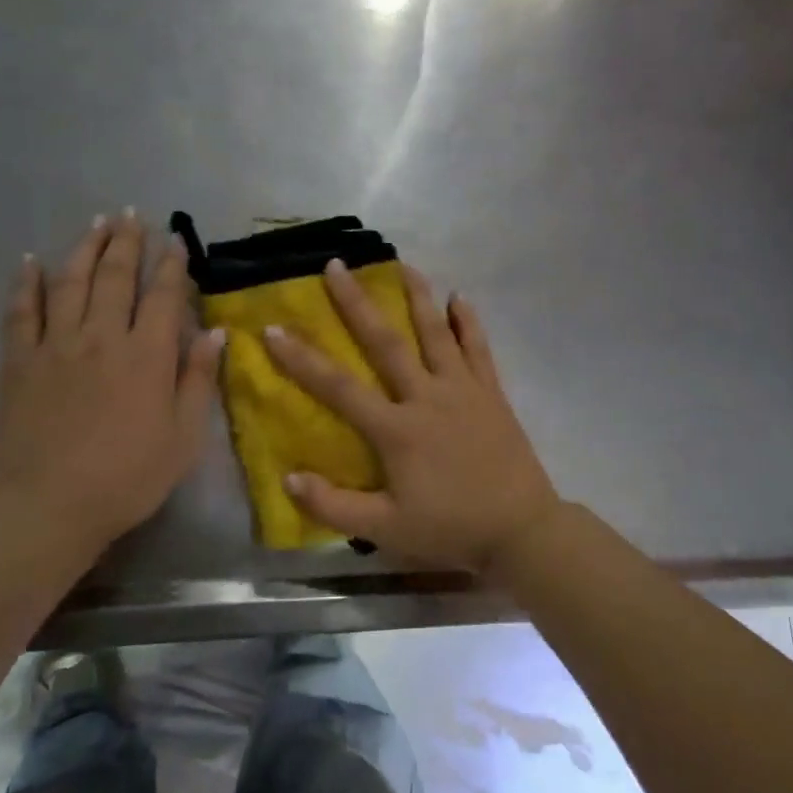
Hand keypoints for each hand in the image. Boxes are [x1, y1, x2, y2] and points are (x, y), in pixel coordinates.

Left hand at [0, 213, 223, 553]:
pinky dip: (26, 284)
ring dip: (85, 248)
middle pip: (115, 277)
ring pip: (70, 282)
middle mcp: (102, 337)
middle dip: (127, 243)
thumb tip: (215, 333)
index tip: (176, 240)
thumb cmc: (128, 477)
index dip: (172, 265)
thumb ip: (197, 380)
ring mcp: (56, 345)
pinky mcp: (19, 362)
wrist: (48, 505)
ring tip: (96, 222)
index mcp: (147, 355)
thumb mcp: (183, 437)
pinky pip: (21, 312)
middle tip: (133, 215)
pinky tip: (30, 262)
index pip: (163, 296)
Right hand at [262, 260, 560, 572]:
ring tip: (402, 263)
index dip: (302, 359)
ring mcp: (463, 390)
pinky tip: (460, 298)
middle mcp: (427, 397)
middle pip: (386, 342)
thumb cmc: (450, 529)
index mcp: (397, 429)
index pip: (338, 387)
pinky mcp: (492, 393)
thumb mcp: (386, 529)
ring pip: (436, 333)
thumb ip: (334, 506)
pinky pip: (479, 349)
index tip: (272, 329)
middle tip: (336, 266)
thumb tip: (288, 478)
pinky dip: (468, 322)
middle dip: (357, 303)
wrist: (521, 529)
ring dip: (417, 296)